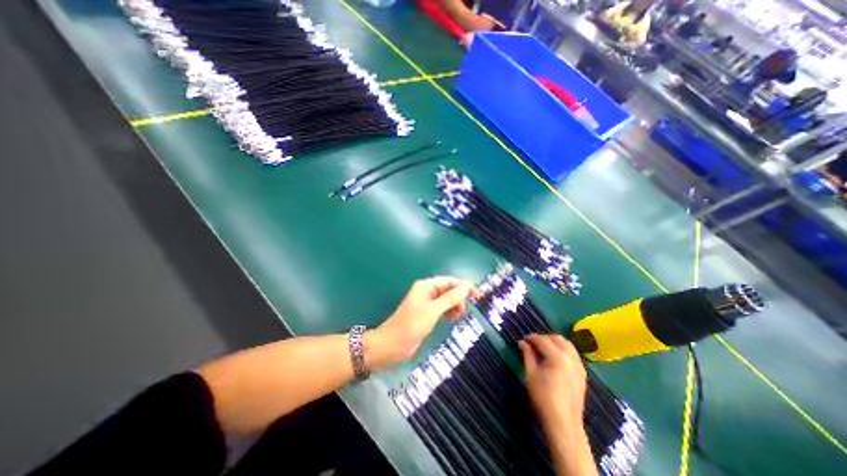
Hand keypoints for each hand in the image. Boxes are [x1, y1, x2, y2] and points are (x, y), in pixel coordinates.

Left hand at [365, 275, 478, 370]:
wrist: (392, 345)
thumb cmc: (411, 326)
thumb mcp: (432, 311)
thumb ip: (450, 298)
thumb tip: (466, 287)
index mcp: (426, 286)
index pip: (449, 281)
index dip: (464, 286)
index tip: (478, 296)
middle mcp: (427, 291)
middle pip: (449, 289)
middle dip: (458, 298)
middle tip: (462, 312)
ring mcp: (427, 303)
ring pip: (447, 300)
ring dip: (455, 306)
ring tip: (457, 317)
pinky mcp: (427, 313)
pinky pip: (443, 308)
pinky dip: (449, 312)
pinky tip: (452, 319)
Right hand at [520, 335, 586, 434]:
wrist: (563, 424)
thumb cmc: (543, 398)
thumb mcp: (531, 374)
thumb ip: (527, 355)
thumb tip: (522, 342)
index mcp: (557, 357)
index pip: (542, 340)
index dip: (531, 338)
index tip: (523, 340)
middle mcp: (571, 358)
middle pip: (557, 338)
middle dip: (544, 337)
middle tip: (533, 344)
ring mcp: (579, 366)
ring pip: (567, 344)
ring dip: (555, 342)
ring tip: (544, 349)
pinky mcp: (582, 374)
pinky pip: (573, 354)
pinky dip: (564, 350)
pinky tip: (555, 358)